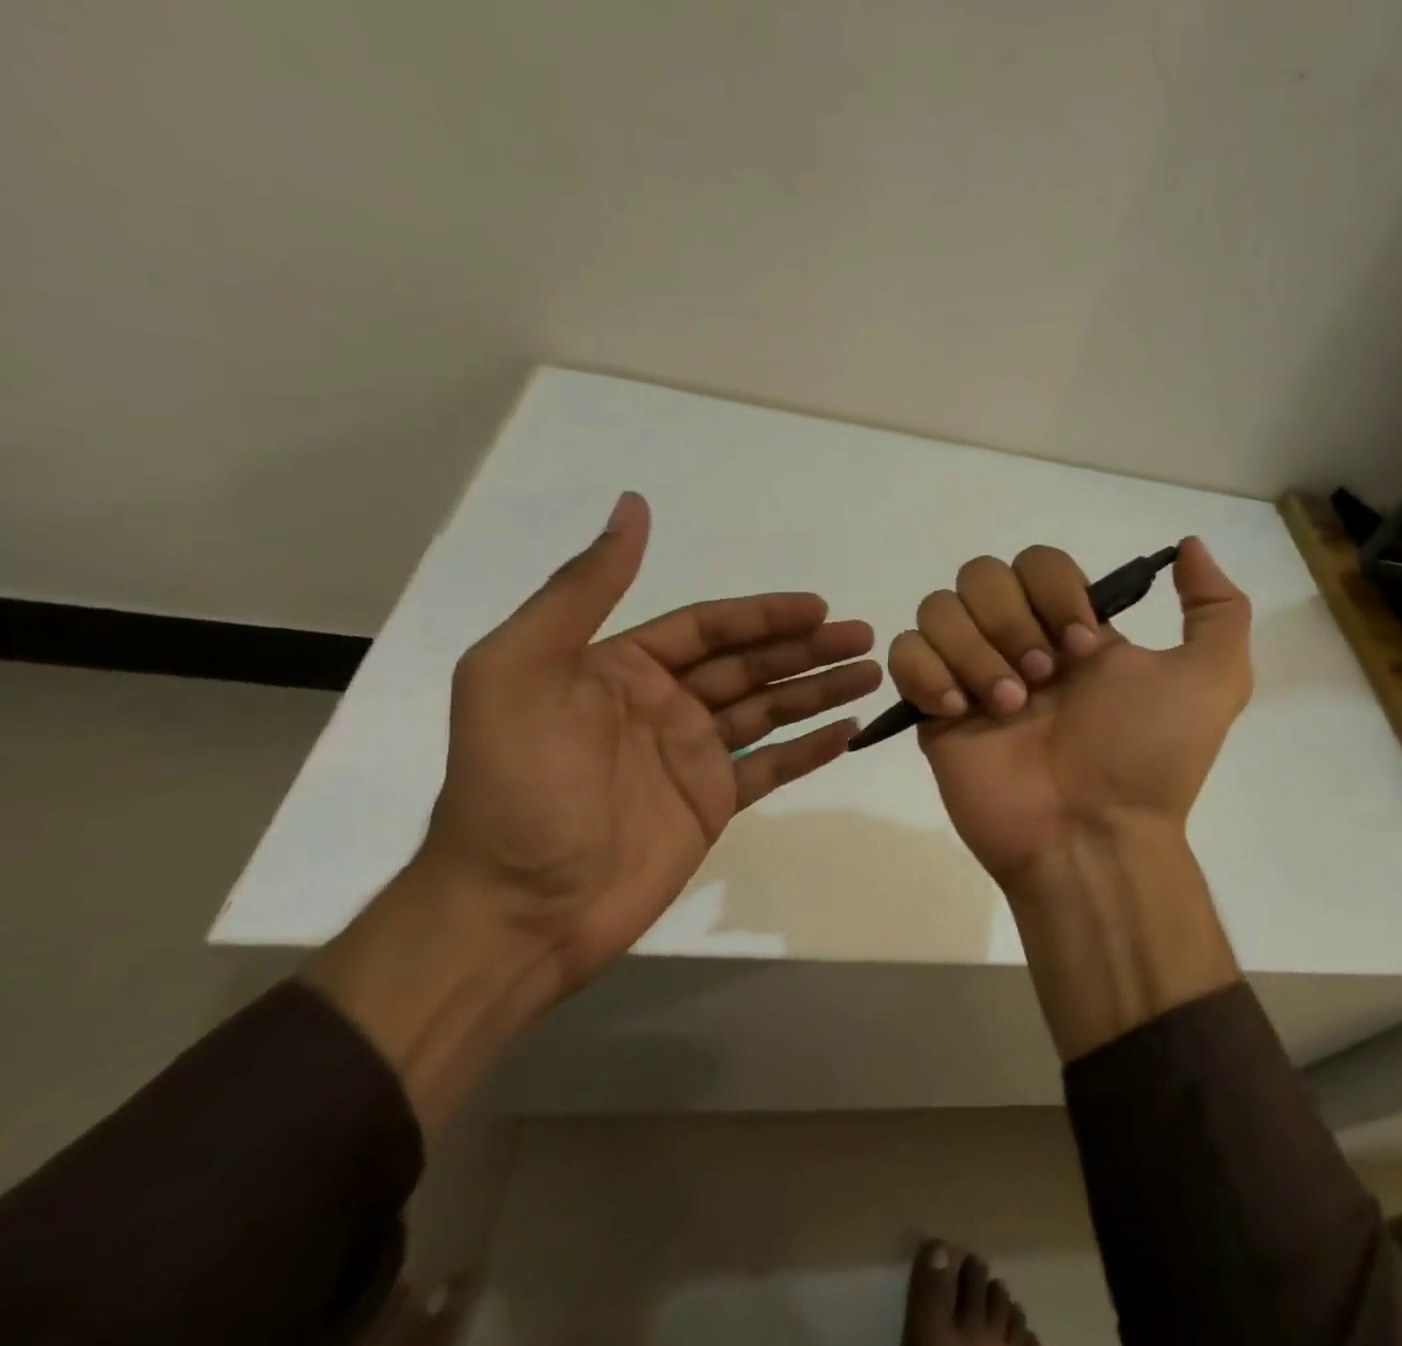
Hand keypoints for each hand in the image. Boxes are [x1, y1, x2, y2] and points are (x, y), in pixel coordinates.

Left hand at [307, 492, 879, 1121]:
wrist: (514, 911)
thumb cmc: (517, 785)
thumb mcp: (522, 670)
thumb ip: (582, 589)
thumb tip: (633, 506)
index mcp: (621, 666)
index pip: (708, 627)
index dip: (765, 614)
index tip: (819, 607)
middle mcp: (662, 704)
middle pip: (750, 664)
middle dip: (807, 648)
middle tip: (865, 636)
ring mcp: (691, 756)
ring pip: (769, 711)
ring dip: (819, 690)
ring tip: (871, 673)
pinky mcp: (711, 804)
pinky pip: (770, 768)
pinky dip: (809, 750)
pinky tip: (847, 731)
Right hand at [886, 537, 1252, 1057]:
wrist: (1093, 837)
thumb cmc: (1148, 759)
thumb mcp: (1214, 681)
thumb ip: (1216, 608)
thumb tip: (1189, 546)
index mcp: (1071, 629)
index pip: (1038, 562)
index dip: (1054, 591)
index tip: (1083, 648)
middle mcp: (1019, 643)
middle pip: (981, 575)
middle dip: (1011, 622)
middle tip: (1042, 681)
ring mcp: (972, 674)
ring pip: (939, 608)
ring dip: (973, 652)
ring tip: (1006, 708)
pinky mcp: (934, 710)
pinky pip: (904, 654)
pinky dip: (927, 673)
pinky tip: (960, 712)